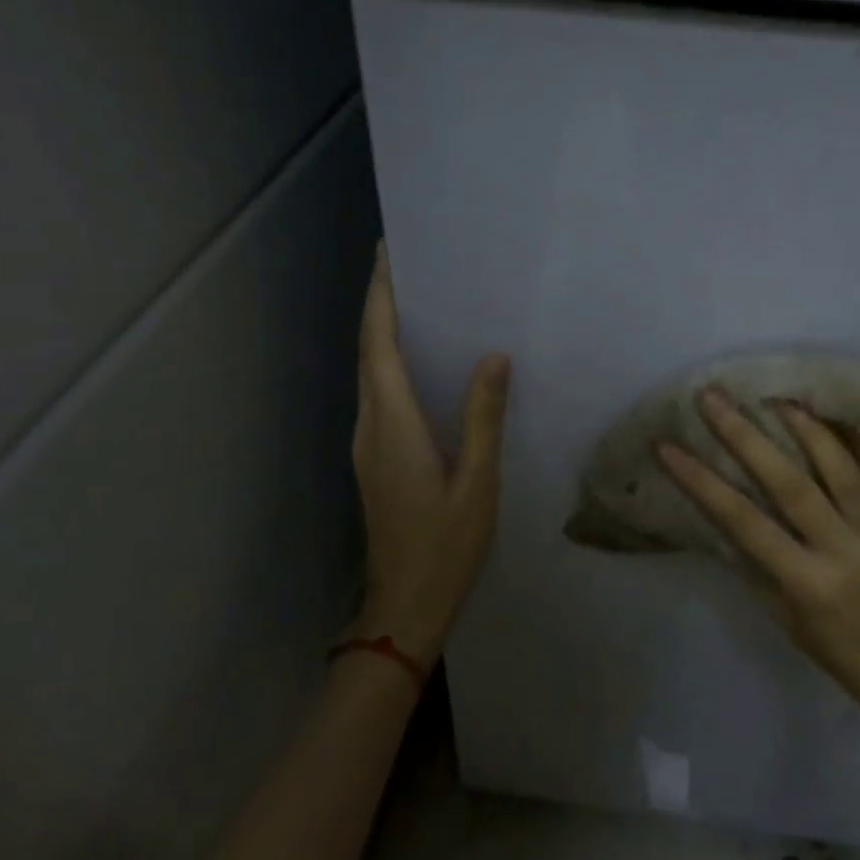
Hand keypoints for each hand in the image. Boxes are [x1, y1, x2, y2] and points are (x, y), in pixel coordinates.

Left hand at [350, 244, 511, 662]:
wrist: (404, 605)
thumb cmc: (445, 546)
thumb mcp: (477, 483)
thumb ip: (482, 419)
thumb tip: (493, 358)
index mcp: (394, 425)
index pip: (378, 346)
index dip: (380, 297)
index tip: (388, 254)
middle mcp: (370, 426)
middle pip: (368, 353)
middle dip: (381, 305)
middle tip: (411, 267)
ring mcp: (367, 445)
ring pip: (369, 375)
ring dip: (384, 335)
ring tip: (419, 305)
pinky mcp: (373, 460)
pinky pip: (379, 397)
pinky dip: (391, 367)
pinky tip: (422, 367)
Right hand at [656, 389, 859, 727]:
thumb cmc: (838, 649)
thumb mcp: (783, 615)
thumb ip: (756, 561)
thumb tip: (724, 508)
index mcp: (807, 582)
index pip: (743, 521)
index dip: (701, 481)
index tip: (667, 447)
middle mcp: (846, 548)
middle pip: (790, 481)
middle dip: (745, 435)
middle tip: (713, 398)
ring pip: (842, 464)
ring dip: (804, 424)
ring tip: (773, 396)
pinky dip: (857, 436)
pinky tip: (834, 412)